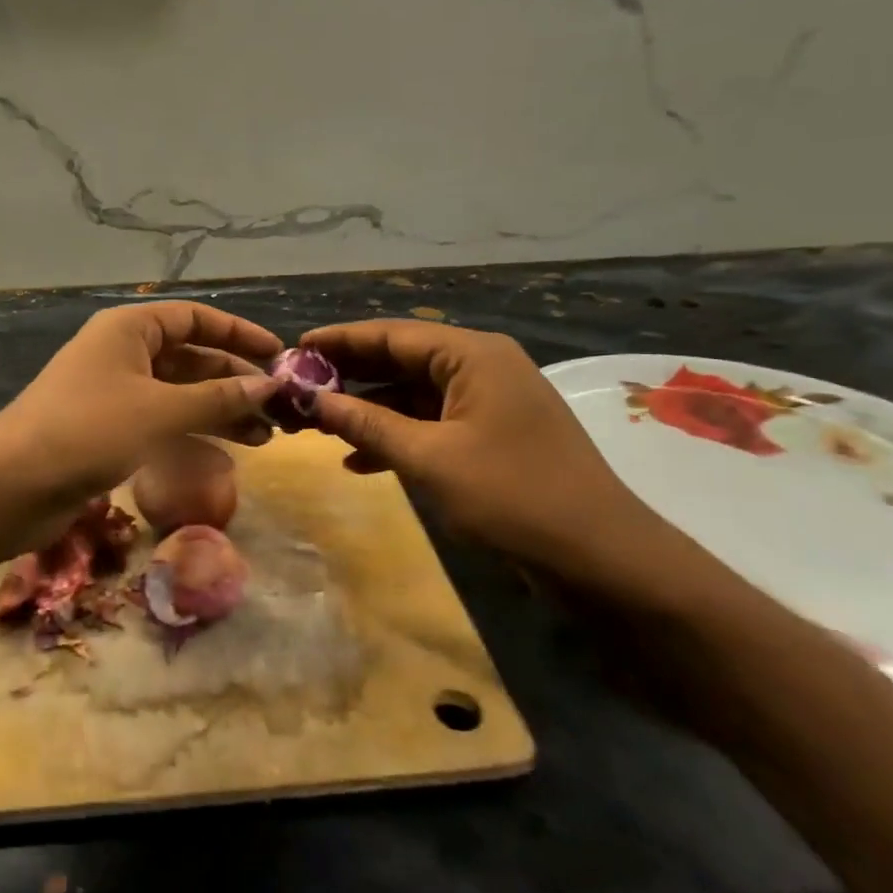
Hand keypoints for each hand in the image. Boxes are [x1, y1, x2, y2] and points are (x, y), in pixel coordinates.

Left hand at [0, 301, 280, 521]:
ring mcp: (114, 393)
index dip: (238, 334)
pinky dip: (192, 433)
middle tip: (278, 408)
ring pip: (179, 393)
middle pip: (190, 357)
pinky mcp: (108, 430)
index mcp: (129, 329)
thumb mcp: (161, 412)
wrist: (10, 485)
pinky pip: (161, 422)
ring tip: (265, 436)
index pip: (195, 318)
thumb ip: (218, 398)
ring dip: (220, 411)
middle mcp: (122, 353)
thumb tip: (269, 386)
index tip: (279, 355)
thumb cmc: (88, 430)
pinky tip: (225, 454)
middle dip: (234, 380)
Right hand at [301, 320, 676, 593]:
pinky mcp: (490, 435)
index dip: (338, 341)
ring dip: (367, 410)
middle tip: (297, 388)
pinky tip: (358, 461)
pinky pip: (430, 423)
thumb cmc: (512, 495)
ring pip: (412, 394)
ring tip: (316, 426)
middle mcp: (480, 366)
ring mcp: (487, 402)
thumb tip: (309, 399)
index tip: (292, 349)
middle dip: (348, 376)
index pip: (390, 334)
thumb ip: (366, 423)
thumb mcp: (428, 458)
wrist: (600, 558)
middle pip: (400, 360)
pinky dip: (395, 437)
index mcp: (472, 354)